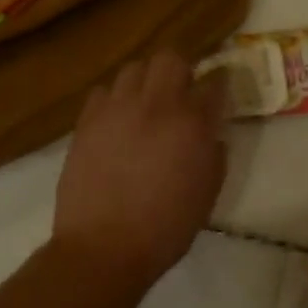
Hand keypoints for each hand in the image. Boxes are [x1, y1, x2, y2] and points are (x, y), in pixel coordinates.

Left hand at [52, 52, 225, 282]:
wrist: (103, 248)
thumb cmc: (164, 228)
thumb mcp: (207, 194)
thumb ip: (214, 154)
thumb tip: (210, 134)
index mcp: (192, 124)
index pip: (215, 83)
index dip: (220, 85)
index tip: (218, 94)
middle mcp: (156, 105)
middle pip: (170, 58)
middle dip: (180, 70)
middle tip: (181, 93)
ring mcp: (117, 109)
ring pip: (134, 68)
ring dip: (145, 81)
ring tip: (145, 104)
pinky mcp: (87, 120)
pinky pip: (103, 92)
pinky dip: (114, 99)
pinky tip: (116, 121)